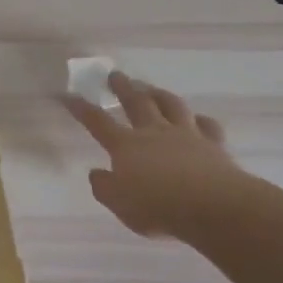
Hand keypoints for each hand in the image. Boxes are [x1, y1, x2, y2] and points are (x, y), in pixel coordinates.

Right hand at [66, 72, 248, 240]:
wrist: (212, 206)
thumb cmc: (158, 207)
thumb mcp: (119, 204)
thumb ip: (104, 187)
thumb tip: (95, 172)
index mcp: (126, 146)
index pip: (97, 122)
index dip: (81, 108)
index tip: (69, 95)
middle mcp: (154, 133)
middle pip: (136, 103)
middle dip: (123, 88)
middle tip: (115, 75)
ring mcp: (186, 135)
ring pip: (171, 106)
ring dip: (158, 94)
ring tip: (151, 87)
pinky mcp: (213, 144)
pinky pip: (207, 126)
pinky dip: (200, 120)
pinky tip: (198, 118)